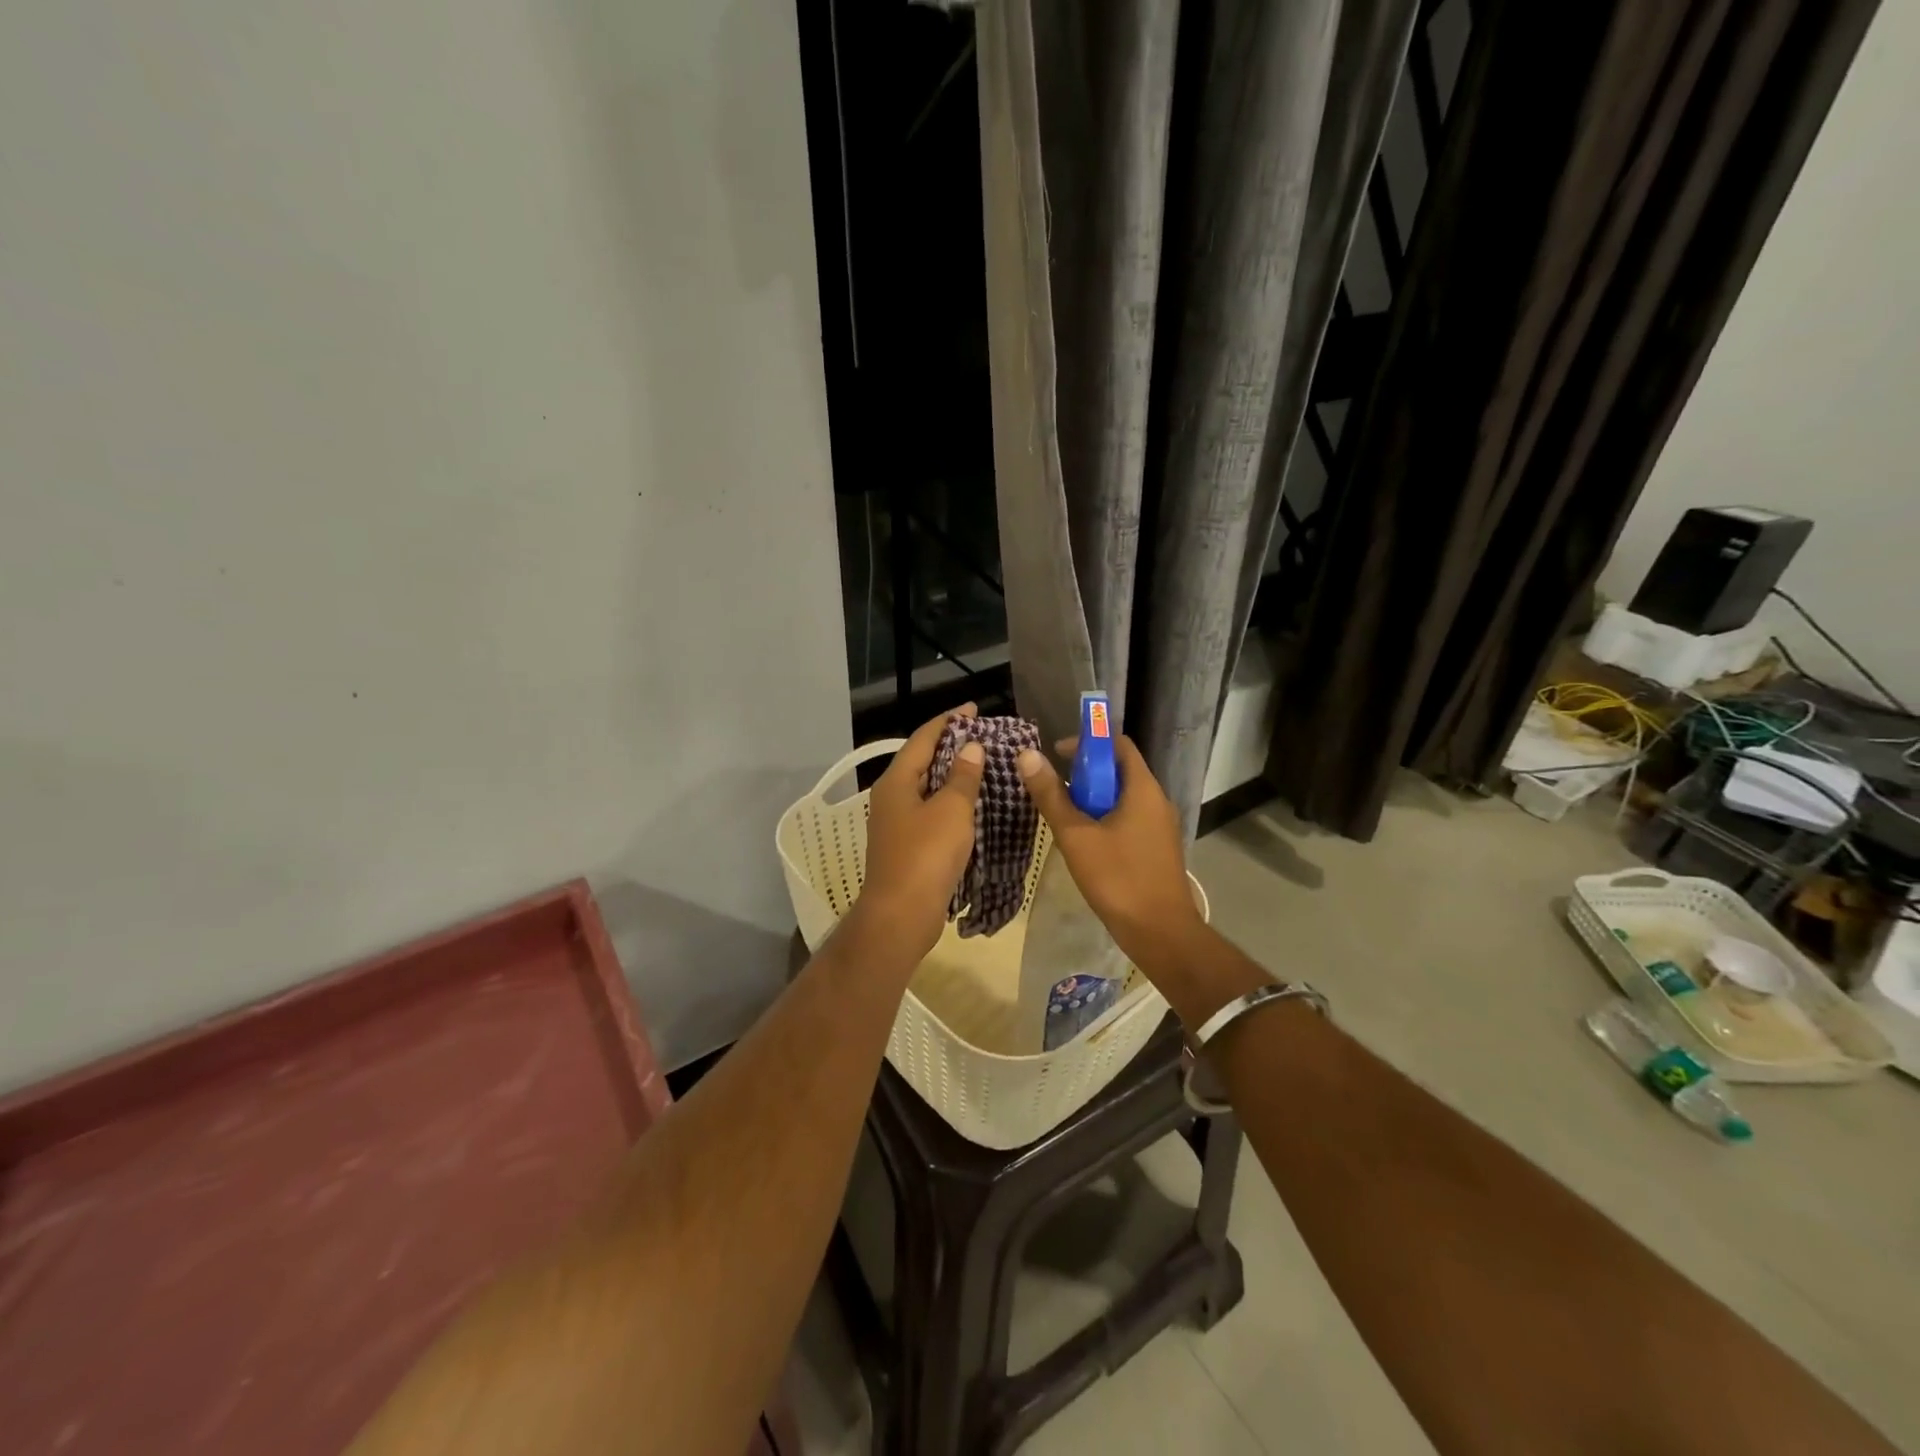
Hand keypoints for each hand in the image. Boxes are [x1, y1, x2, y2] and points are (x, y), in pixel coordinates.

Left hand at [853, 704, 984, 958]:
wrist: (901, 915)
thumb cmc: (926, 855)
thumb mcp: (952, 810)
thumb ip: (962, 777)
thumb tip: (971, 748)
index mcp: (897, 781)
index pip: (923, 738)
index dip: (949, 721)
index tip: (973, 710)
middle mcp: (892, 796)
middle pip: (923, 761)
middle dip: (952, 747)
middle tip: (984, 738)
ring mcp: (897, 822)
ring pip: (928, 788)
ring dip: (954, 776)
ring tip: (984, 767)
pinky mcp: (907, 845)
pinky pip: (931, 812)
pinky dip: (952, 803)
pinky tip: (974, 806)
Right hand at [1016, 734, 1203, 970]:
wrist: (1160, 932)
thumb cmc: (1118, 878)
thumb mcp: (1076, 836)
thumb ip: (1052, 795)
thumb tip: (1028, 756)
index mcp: (1143, 789)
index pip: (1118, 745)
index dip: (1088, 742)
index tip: (1057, 755)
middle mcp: (1156, 801)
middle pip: (1119, 770)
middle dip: (1085, 774)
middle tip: (1054, 789)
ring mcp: (1160, 826)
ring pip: (1122, 798)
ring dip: (1093, 799)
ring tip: (1063, 816)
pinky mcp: (1156, 847)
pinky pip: (1129, 819)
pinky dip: (1105, 819)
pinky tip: (1084, 842)